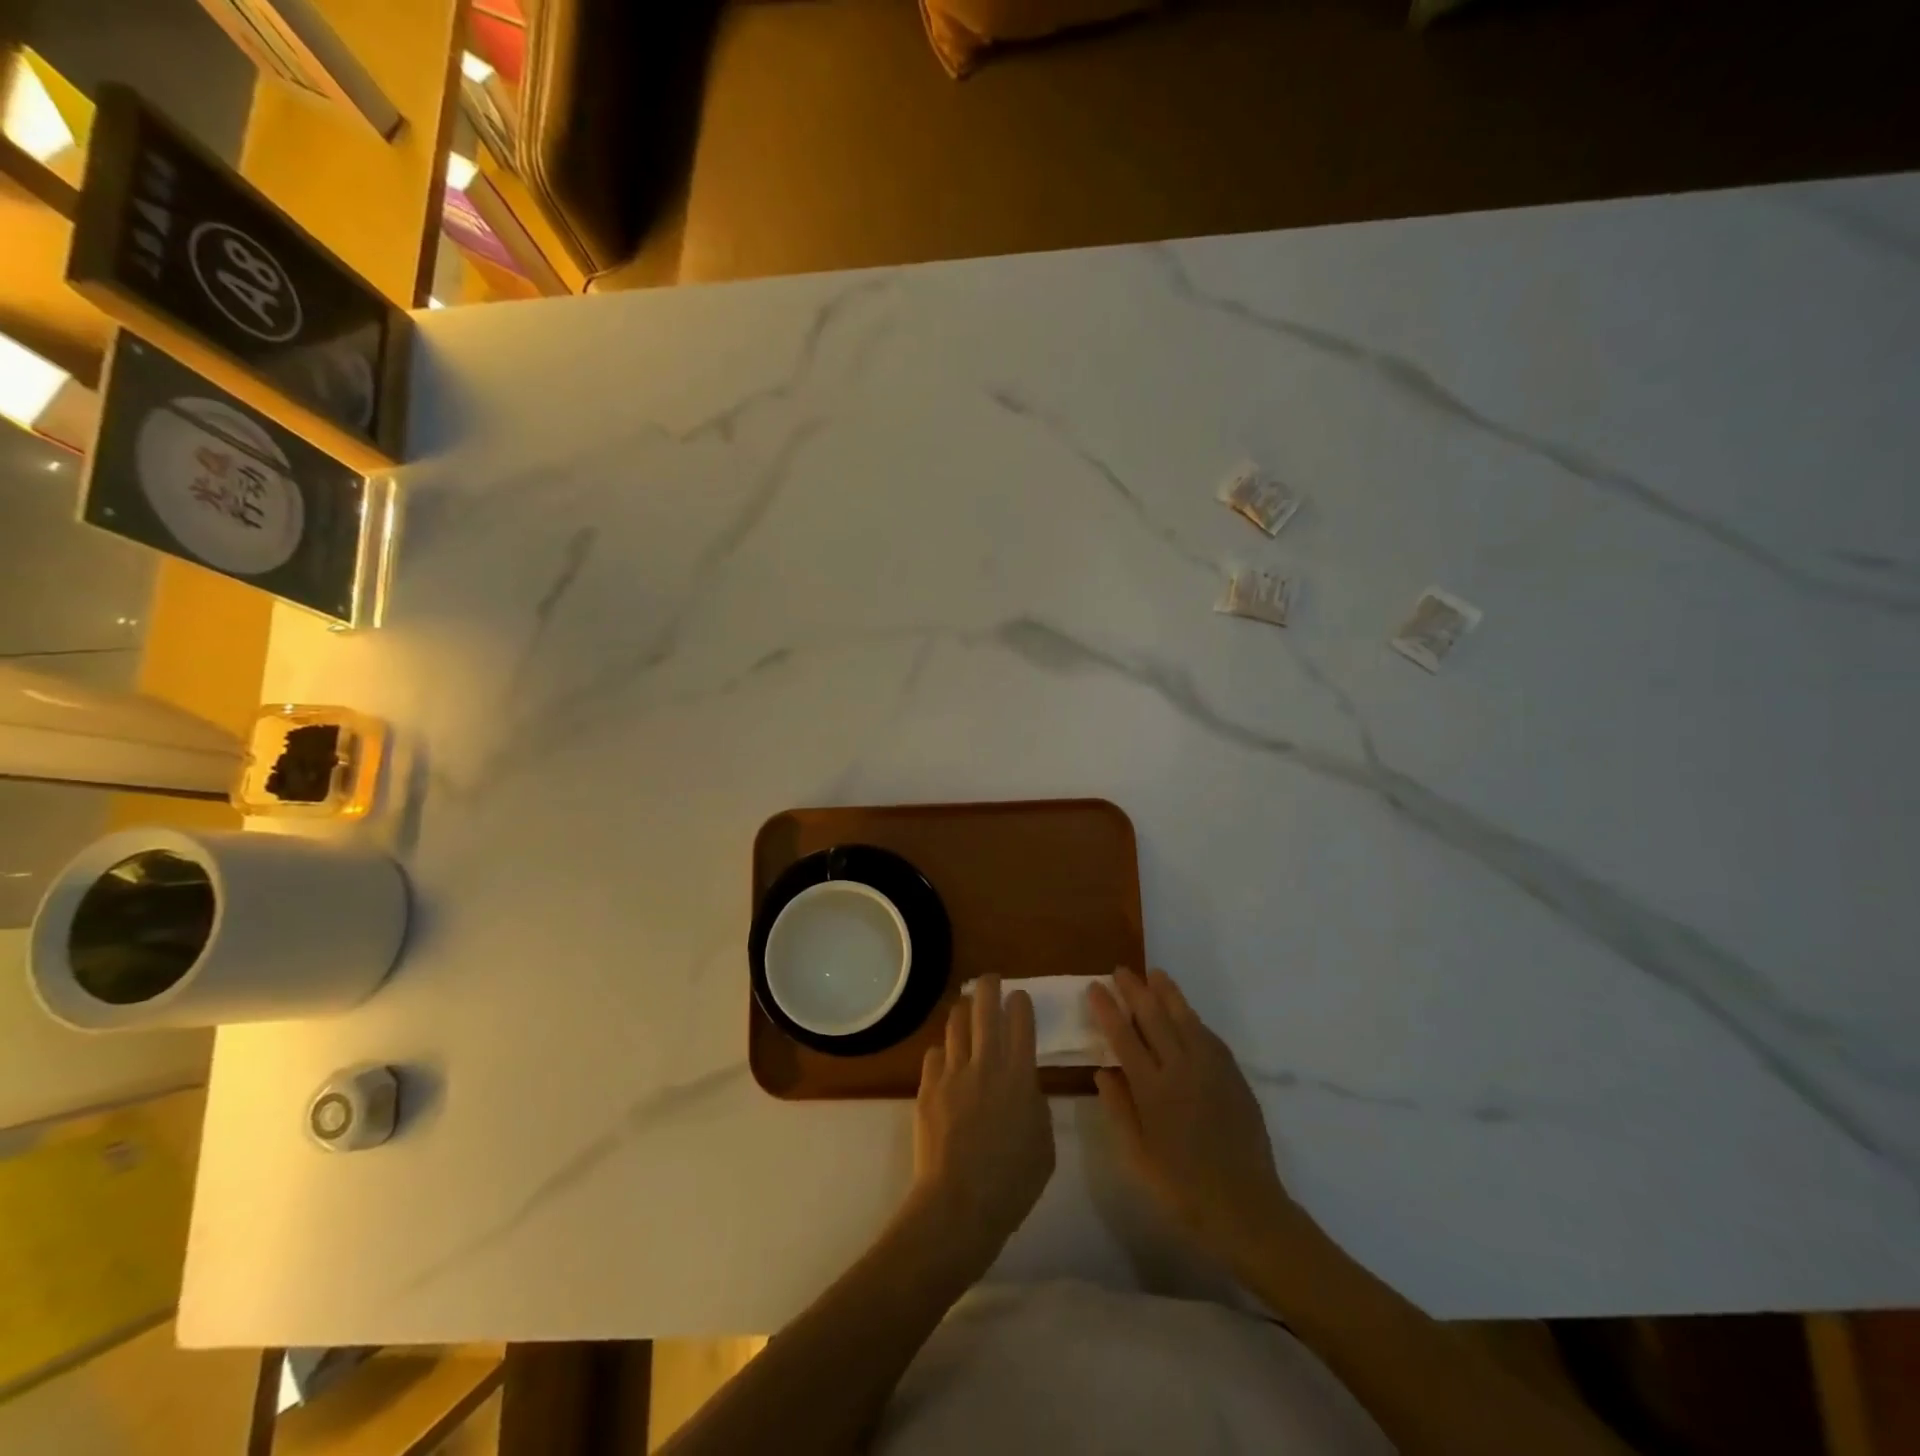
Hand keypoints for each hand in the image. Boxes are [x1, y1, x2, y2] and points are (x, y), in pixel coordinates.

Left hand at [910, 974, 1054, 1267]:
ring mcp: (953, 1072)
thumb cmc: (1012, 1182)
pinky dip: (943, 1051)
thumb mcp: (1044, 1143)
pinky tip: (946, 1058)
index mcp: (1020, 1075)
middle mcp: (986, 1063)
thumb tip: (1024, 1087)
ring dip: (963, 1010)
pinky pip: (934, 1054)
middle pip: (984, 1007)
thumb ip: (1036, 1105)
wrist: (959, 1202)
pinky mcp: (928, 1087)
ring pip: (956, 1023)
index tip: (1020, 997)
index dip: (1021, 1003)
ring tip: (966, 1007)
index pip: (1021, 1020)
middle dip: (989, 987)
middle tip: (991, 980)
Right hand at [1090, 967, 1293, 1264]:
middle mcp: (1181, 1070)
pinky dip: (1194, 1019)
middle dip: (1135, 991)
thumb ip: (1119, 1110)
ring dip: (1168, 994)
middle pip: (1154, 1018)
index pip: (1124, 1037)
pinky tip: (1187, 1013)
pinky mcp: (1234, 1077)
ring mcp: (1211, 1070)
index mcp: (1152, 1090)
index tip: (1095, 987)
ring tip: (1155, 974)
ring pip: (1185, 1019)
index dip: (1108, 1009)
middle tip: (1120, 970)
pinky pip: (1210, 1038)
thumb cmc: (1181, 1189)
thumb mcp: (1137, 1157)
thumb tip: (1104, 1071)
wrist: (1245, 1208)